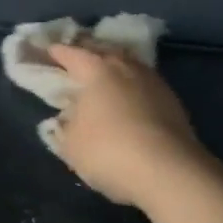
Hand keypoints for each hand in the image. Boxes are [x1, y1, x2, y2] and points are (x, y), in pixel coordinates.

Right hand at [47, 44, 209, 207]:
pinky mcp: (173, 101)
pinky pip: (144, 84)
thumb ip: (66, 125)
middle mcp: (126, 66)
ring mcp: (154, 82)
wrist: (169, 171)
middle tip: (77, 56)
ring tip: (104, 76)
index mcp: (97, 70)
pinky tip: (129, 99)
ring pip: (128, 65)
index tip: (49, 51)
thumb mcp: (72, 144)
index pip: (72, 53)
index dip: (58, 52)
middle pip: (104, 51)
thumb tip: (70, 115)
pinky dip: (132, 86)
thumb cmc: (109, 151)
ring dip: (115, 68)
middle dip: (89, 51)